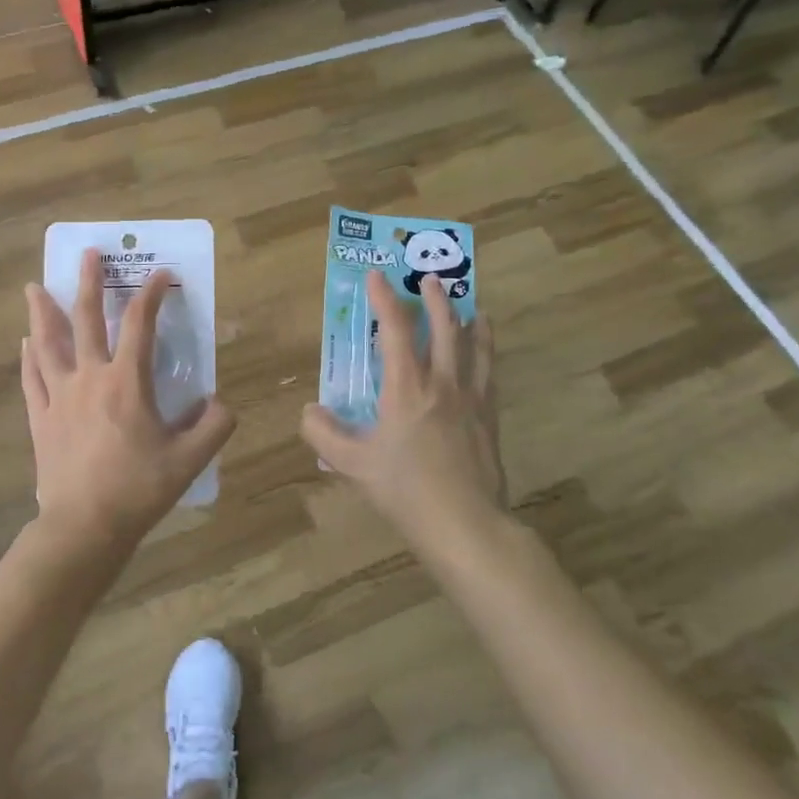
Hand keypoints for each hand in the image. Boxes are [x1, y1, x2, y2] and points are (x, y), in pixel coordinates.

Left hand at [22, 248, 235, 551]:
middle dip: (89, 283)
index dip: (151, 294)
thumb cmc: (139, 489)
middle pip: (86, 320)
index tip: (160, 273)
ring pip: (48, 344)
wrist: (85, 526)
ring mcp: (60, 397)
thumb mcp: (190, 459)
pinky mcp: (41, 419)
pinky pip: (32, 379)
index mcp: (127, 382)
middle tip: (87, 254)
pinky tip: (26, 343)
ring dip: (43, 312)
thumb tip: (218, 402)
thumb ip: (214, 425)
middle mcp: (90, 378)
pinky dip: (29, 357)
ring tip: (35, 287)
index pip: (141, 324)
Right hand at [300, 271, 503, 540]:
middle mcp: (442, 382)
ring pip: (474, 346)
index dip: (384, 298)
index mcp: (407, 387)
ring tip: (471, 305)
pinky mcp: (489, 418)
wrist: (465, 523)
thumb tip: (309, 410)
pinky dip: (487, 353)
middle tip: (429, 277)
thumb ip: (323, 433)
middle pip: (444, 327)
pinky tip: (485, 355)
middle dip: (435, 298)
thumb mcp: (352, 464)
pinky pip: (490, 373)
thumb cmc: (405, 490)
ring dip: (469, 319)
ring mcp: (472, 398)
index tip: (376, 275)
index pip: (395, 328)